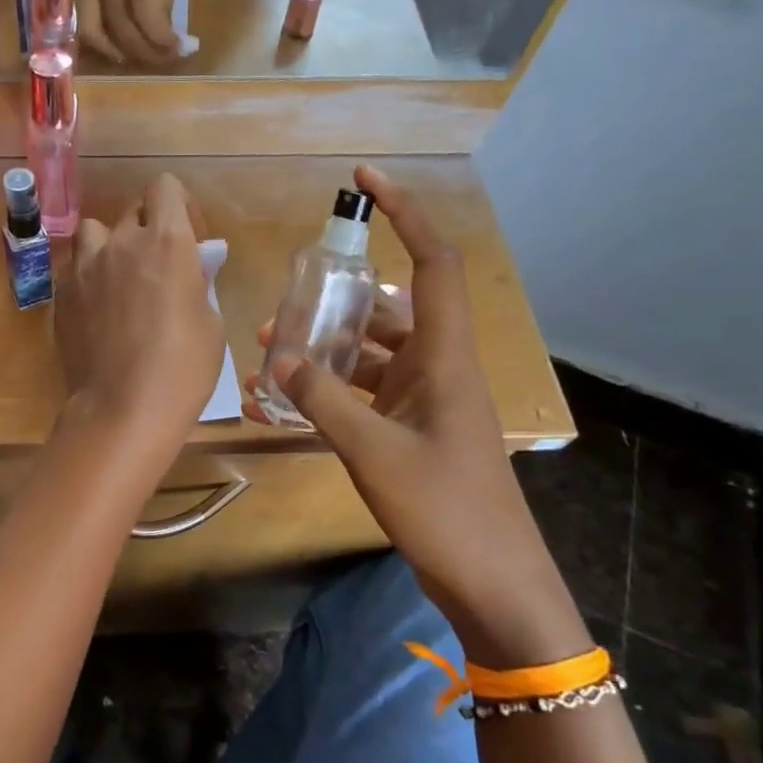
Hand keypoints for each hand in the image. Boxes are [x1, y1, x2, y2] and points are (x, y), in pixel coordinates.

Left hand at [56, 174, 221, 444]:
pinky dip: (89, 276)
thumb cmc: (183, 367)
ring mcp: (85, 266)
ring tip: (119, 278)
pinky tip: (99, 309)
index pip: (164, 187)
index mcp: (166, 241)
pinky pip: (76, 267)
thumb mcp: (209, 321)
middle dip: (149, 229)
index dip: (178, 205)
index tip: (189, 238)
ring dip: (110, 245)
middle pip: (133, 210)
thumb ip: (196, 281)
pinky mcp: (62, 293)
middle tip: (158, 266)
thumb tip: (190, 268)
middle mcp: (122, 242)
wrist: (123, 408)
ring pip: (95, 232)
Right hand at [62, 0, 183, 64]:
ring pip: (98, 29)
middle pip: (124, 24)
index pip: (148, 9)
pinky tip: (115, 49)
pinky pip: (82, 22)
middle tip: (164, 58)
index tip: (177, 48)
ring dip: (122, 52)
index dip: (162, 39)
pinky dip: (99, 43)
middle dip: (147, 51)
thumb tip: (164, 33)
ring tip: (140, 57)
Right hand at [244, 166, 583, 661]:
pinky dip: (329, 390)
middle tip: (285, 300)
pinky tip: (283, 406)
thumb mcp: (373, 451)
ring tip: (269, 353)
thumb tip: (278, 358)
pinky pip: (363, 392)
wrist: (493, 582)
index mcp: (444, 357)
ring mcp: (424, 399)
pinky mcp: (411, 429)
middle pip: (388, 306)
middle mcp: (436, 367)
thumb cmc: (446, 510)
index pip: (434, 262)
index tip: (365, 180)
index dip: (406, 213)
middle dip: (334, 298)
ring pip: (370, 351)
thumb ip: (322, 400)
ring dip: (325, 347)